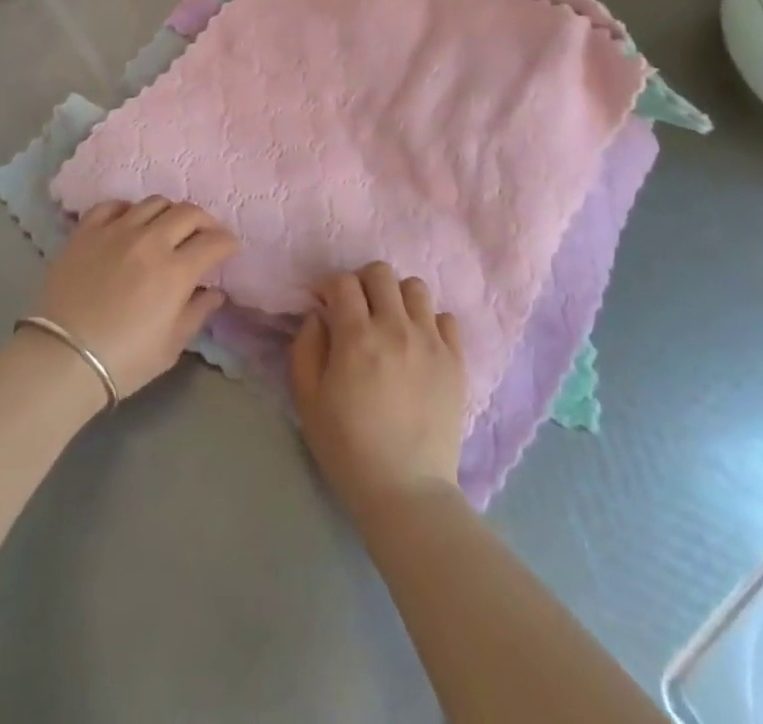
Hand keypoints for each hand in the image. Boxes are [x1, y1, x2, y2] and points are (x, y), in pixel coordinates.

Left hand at [32, 197, 237, 400]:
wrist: (61, 359)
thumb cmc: (123, 360)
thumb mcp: (171, 345)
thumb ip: (197, 312)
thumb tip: (214, 292)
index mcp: (176, 270)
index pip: (213, 242)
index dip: (227, 243)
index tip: (230, 248)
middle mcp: (150, 241)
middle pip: (188, 212)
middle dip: (205, 221)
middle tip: (205, 234)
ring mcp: (116, 231)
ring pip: (154, 202)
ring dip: (170, 212)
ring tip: (168, 227)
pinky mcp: (86, 231)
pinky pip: (113, 205)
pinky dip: (128, 209)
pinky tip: (130, 222)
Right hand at [289, 261, 467, 519]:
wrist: (406, 490)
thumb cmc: (347, 448)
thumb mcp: (308, 400)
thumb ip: (306, 347)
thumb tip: (318, 315)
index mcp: (356, 337)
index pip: (343, 282)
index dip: (330, 287)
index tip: (325, 304)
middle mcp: (396, 328)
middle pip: (381, 273)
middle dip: (362, 283)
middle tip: (357, 309)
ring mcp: (430, 342)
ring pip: (415, 288)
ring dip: (397, 297)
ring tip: (390, 322)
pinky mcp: (455, 360)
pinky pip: (445, 318)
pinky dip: (429, 322)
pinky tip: (418, 344)